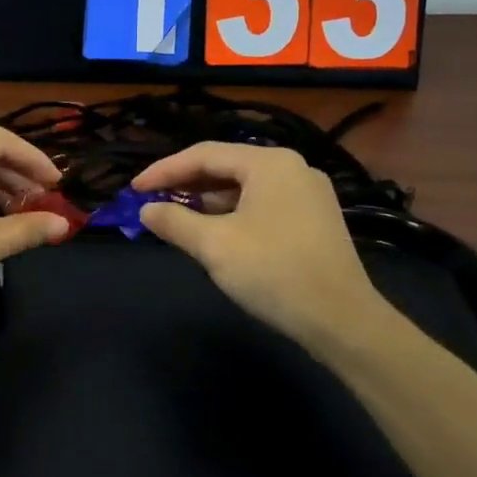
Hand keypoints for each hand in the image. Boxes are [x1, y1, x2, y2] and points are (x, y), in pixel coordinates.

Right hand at [133, 142, 399, 351]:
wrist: (341, 321)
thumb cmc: (273, 273)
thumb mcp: (213, 246)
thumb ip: (174, 221)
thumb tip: (146, 210)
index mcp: (269, 163)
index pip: (204, 155)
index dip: (164, 170)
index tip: (134, 189)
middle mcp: (292, 168)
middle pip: (226, 166)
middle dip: (186, 184)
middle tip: (152, 200)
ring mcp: (308, 193)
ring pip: (244, 186)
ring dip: (208, 200)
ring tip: (176, 216)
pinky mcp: (314, 219)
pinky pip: (262, 203)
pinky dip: (233, 212)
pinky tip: (214, 231)